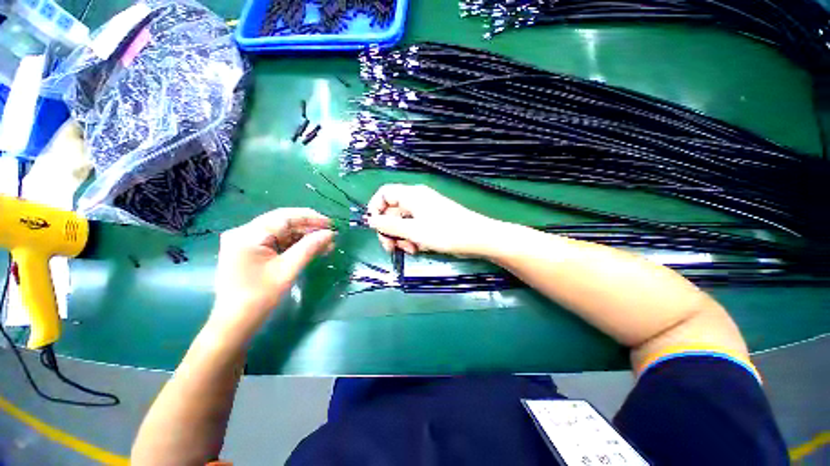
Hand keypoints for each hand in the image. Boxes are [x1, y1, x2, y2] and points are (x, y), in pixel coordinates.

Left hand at [210, 209, 333, 341]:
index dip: (310, 218)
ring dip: (304, 238)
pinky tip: (311, 250)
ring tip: (325, 245)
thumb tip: (330, 233)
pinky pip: (276, 243)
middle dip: (309, 229)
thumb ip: (309, 247)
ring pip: (281, 233)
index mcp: (248, 234)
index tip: (331, 224)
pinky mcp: (249, 252)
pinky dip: (294, 246)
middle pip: (283, 223)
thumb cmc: (259, 297)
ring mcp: (245, 242)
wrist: (235, 324)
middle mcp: (243, 233)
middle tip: (330, 236)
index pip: (284, 217)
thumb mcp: (288, 269)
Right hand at [366, 184, 497, 256]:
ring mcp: (425, 210)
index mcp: (411, 195)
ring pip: (403, 222)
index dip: (375, 209)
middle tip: (391, 248)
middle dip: (390, 230)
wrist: (477, 238)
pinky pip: (415, 227)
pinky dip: (413, 238)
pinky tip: (419, 248)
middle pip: (392, 211)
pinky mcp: (431, 220)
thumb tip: (370, 220)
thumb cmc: (445, 232)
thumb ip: (390, 226)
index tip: (374, 228)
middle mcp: (416, 199)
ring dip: (402, 237)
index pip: (384, 194)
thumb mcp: (414, 231)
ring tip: (411, 250)